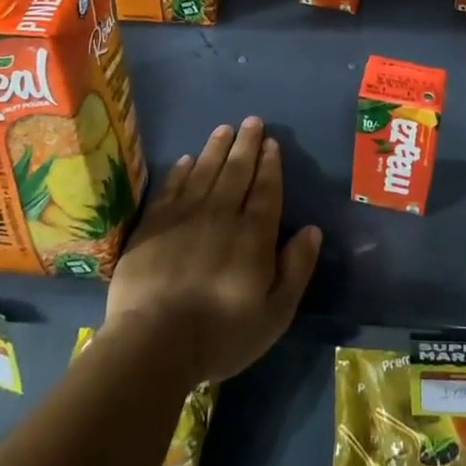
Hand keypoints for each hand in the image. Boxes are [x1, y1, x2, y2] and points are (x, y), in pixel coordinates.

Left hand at [105, 117, 322, 385]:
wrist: (153, 343)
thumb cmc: (221, 335)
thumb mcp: (275, 313)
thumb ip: (296, 268)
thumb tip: (312, 230)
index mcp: (253, 234)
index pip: (266, 189)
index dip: (270, 164)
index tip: (272, 142)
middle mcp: (221, 215)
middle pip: (236, 171)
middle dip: (246, 145)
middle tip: (252, 121)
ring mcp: (184, 217)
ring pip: (204, 172)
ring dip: (216, 149)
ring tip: (224, 129)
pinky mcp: (153, 225)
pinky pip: (171, 188)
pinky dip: (181, 171)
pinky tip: (186, 160)